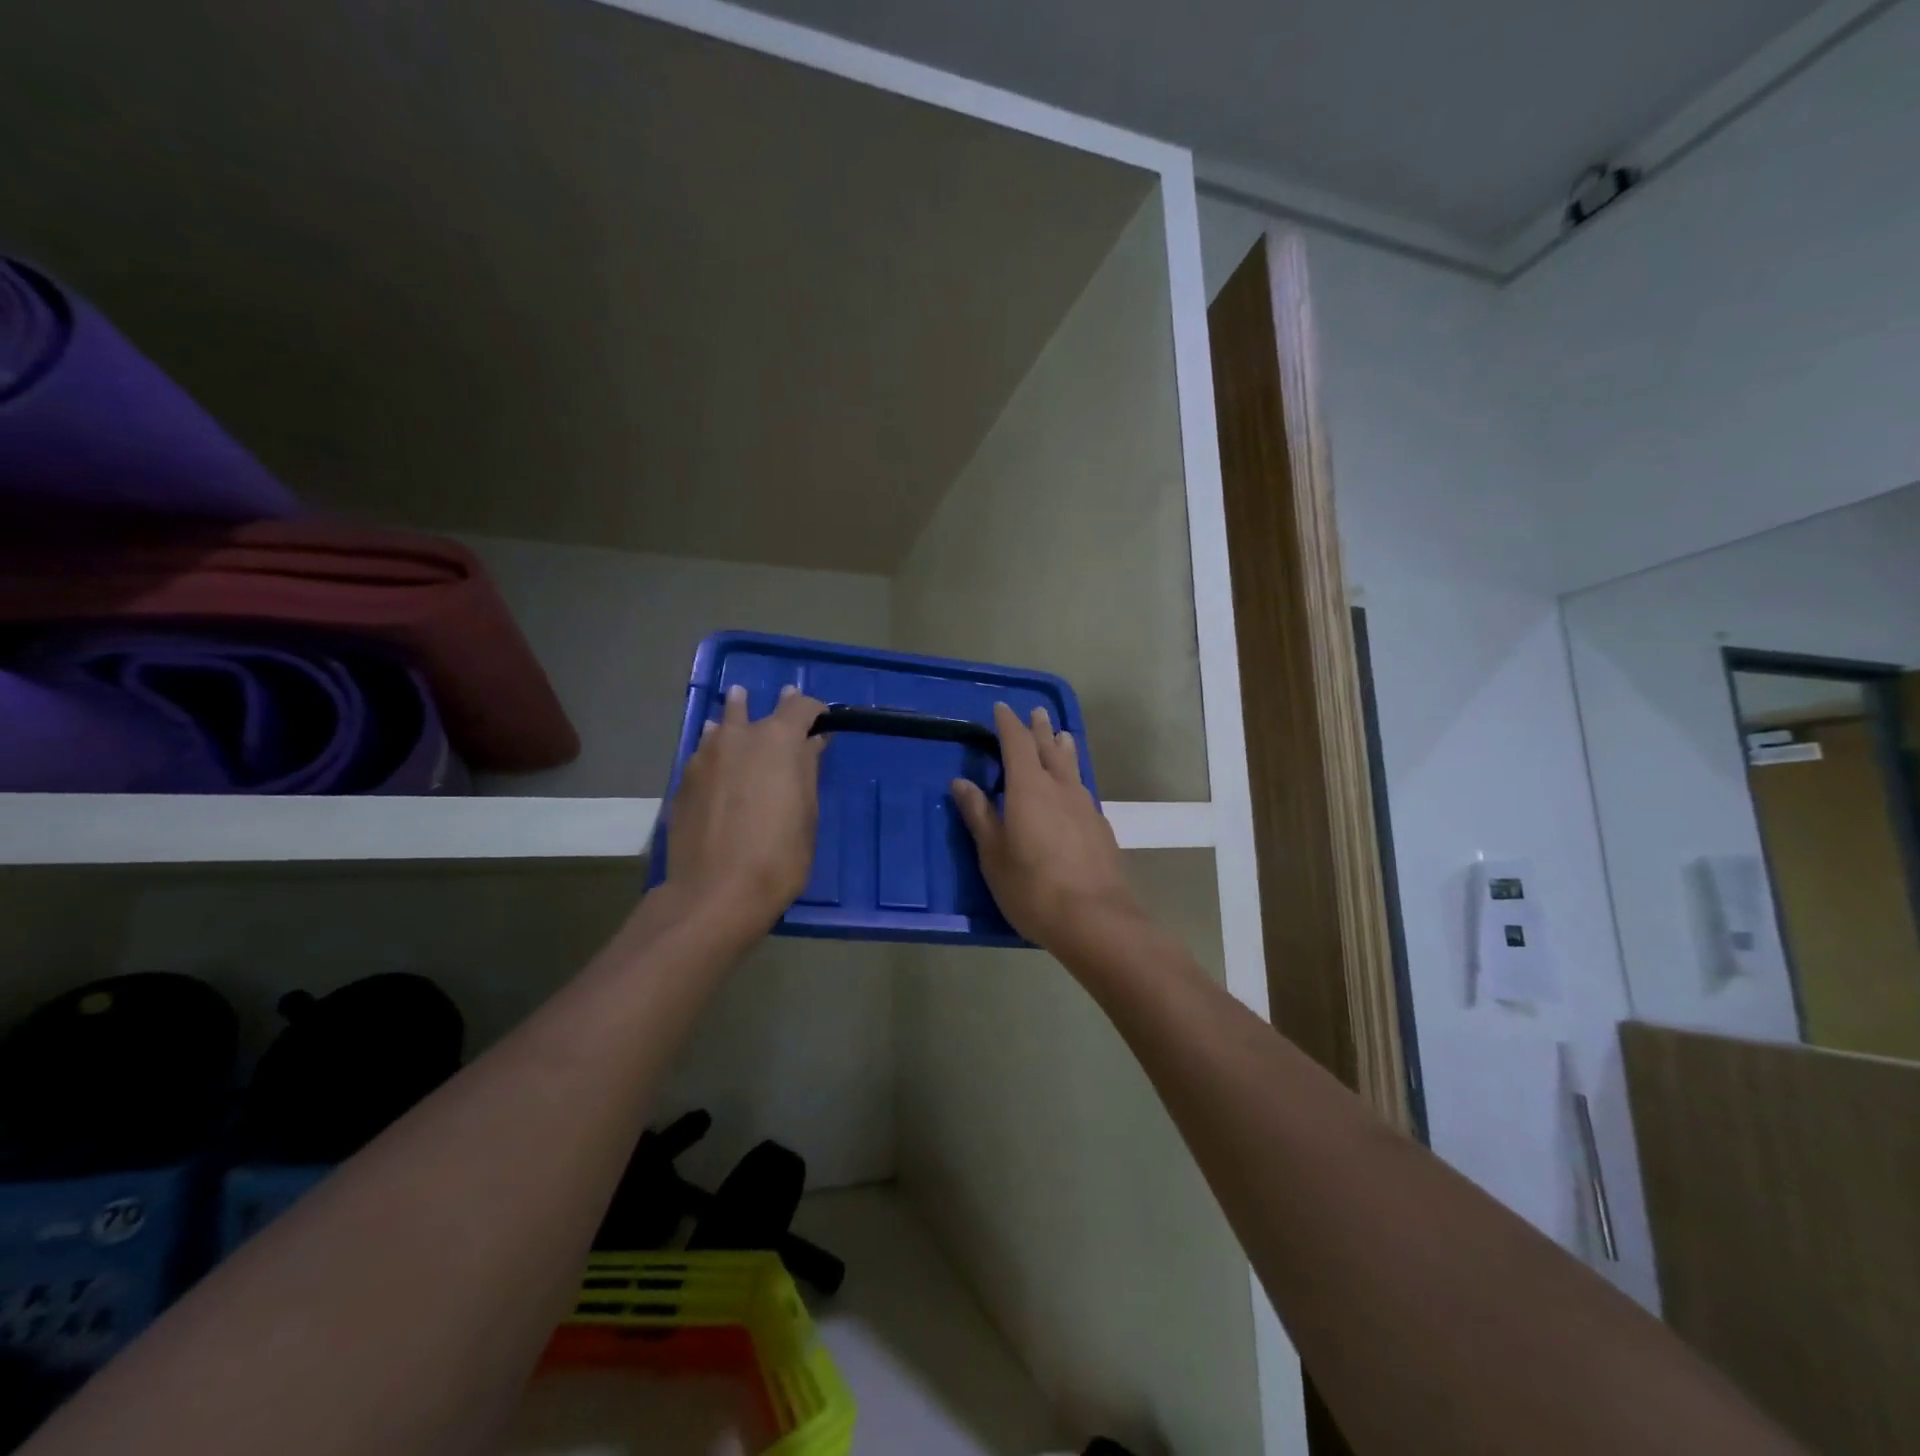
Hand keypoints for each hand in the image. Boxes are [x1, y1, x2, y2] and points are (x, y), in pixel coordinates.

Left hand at [663, 683, 826, 936]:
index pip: (801, 706)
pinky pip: (704, 749)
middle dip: (776, 708)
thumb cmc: (779, 855)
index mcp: (779, 741)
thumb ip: (807, 770)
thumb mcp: (807, 813)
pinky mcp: (684, 779)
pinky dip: (715, 744)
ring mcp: (705, 756)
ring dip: (736, 715)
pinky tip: (715, 750)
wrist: (716, 892)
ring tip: (739, 704)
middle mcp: (739, 736)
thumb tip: (811, 743)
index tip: (822, 721)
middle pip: (757, 708)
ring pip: (722, 723)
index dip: (815, 710)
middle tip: (784, 700)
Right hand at [951, 703, 1141, 959]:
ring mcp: (1085, 806)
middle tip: (1036, 712)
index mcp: (1028, 788)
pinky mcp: (1100, 827)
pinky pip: (1083, 790)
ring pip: (1072, 767)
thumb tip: (962, 782)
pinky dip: (1073, 778)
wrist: (1094, 918)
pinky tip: (1074, 790)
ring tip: (1061, 736)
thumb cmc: (1032, 887)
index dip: (1008, 724)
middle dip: (1039, 729)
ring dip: (1063, 748)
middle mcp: (1060, 788)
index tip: (1001, 709)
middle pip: (1049, 748)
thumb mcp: (993, 854)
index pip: (1017, 743)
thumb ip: (979, 815)